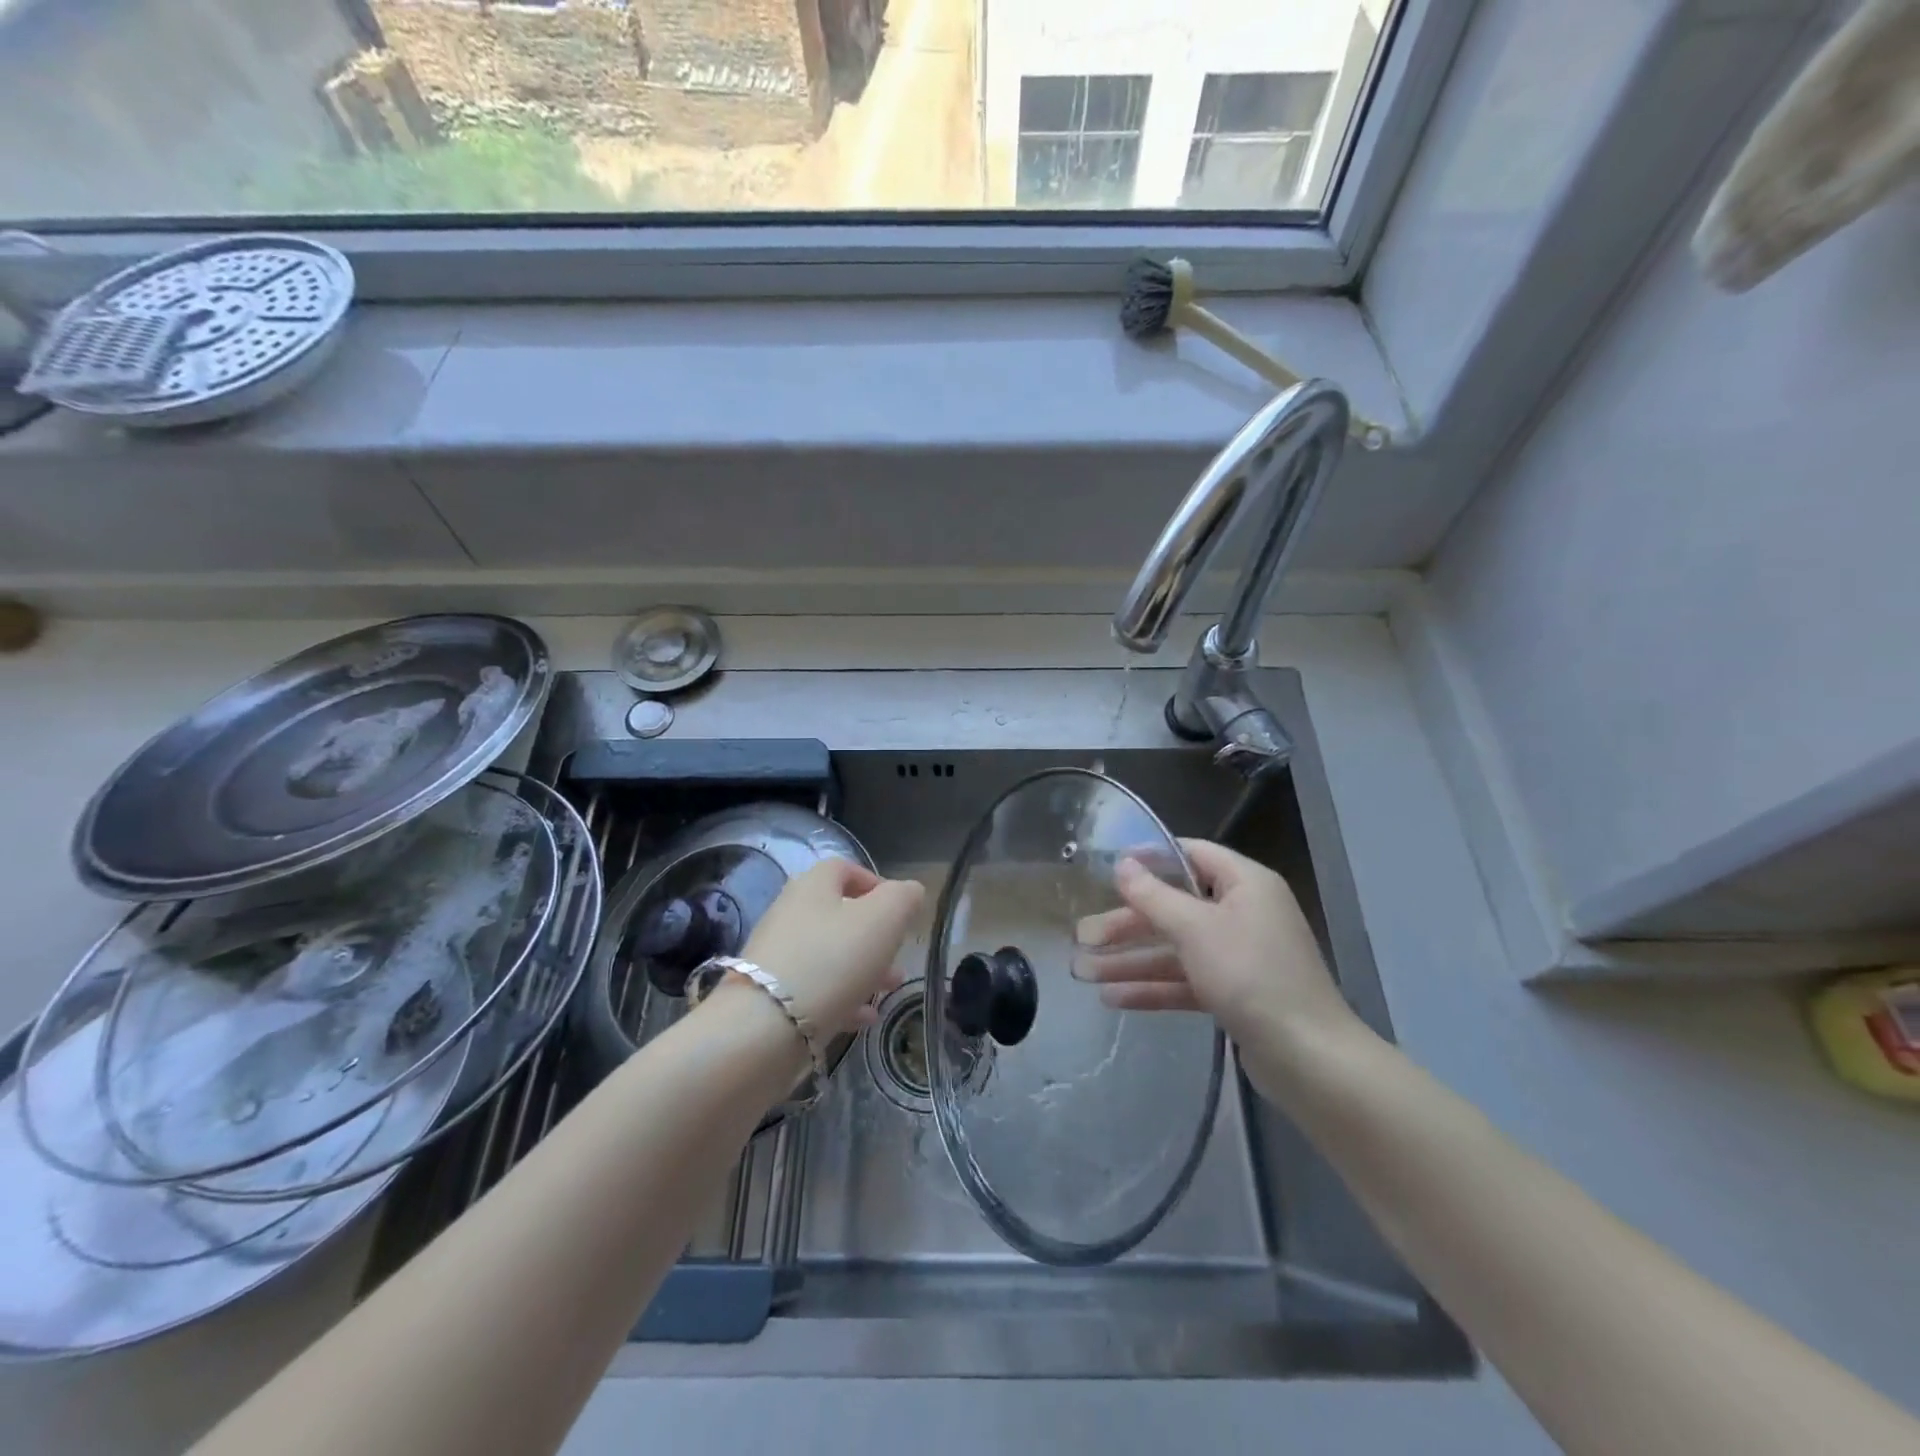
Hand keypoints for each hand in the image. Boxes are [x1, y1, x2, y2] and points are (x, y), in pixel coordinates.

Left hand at [739, 859, 924, 1039]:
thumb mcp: (883, 919)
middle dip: (875, 934)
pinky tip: (864, 1017)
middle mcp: (790, 914)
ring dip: (864, 968)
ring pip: (830, 954)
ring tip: (891, 987)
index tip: (900, 909)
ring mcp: (777, 956)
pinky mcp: (770, 996)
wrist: (764, 1028)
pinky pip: (815, 989)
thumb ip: (903, 898)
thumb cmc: (832, 960)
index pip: (845, 868)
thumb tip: (909, 891)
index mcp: (813, 886)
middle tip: (900, 954)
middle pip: (839, 914)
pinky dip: (843, 997)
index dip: (875, 882)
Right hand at [1073, 839, 1357, 1044]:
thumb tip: (1123, 864)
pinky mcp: (1236, 993)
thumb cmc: (1250, 975)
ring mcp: (1240, 955)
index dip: (1150, 859)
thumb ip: (1154, 896)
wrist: (1308, 1057)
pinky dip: (1153, 987)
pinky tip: (1113, 999)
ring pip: (1176, 948)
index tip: (1108, 868)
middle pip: (1175, 907)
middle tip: (1082, 935)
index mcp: (1245, 884)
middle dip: (1128, 924)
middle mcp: (1244, 913)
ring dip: (1131, 960)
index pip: (1192, 855)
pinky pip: (1187, 980)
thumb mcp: (1195, 928)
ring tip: (1084, 972)